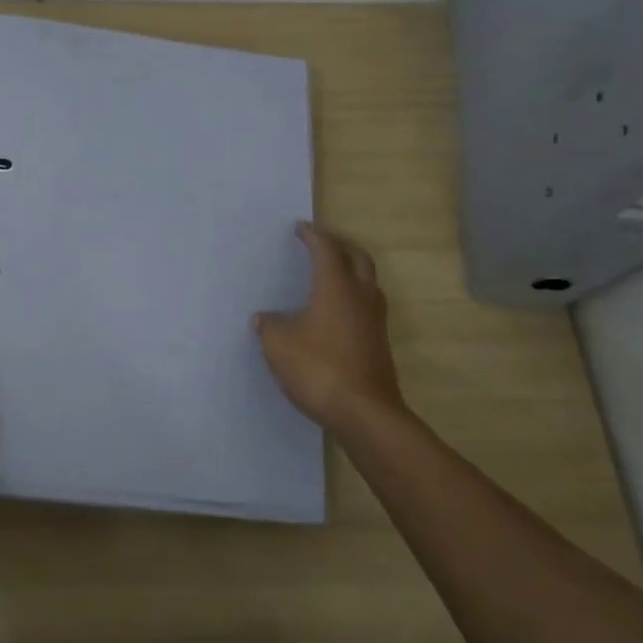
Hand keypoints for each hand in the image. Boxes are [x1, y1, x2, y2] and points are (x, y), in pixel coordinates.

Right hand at [253, 222, 406, 432]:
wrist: (365, 413)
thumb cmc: (319, 368)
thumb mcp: (278, 345)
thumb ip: (269, 326)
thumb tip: (263, 319)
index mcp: (335, 286)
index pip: (325, 249)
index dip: (312, 236)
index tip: (300, 228)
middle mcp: (360, 295)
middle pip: (357, 257)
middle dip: (339, 245)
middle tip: (320, 242)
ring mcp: (374, 320)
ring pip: (367, 281)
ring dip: (351, 269)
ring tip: (331, 272)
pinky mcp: (379, 342)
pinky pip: (367, 305)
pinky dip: (353, 295)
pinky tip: (336, 311)